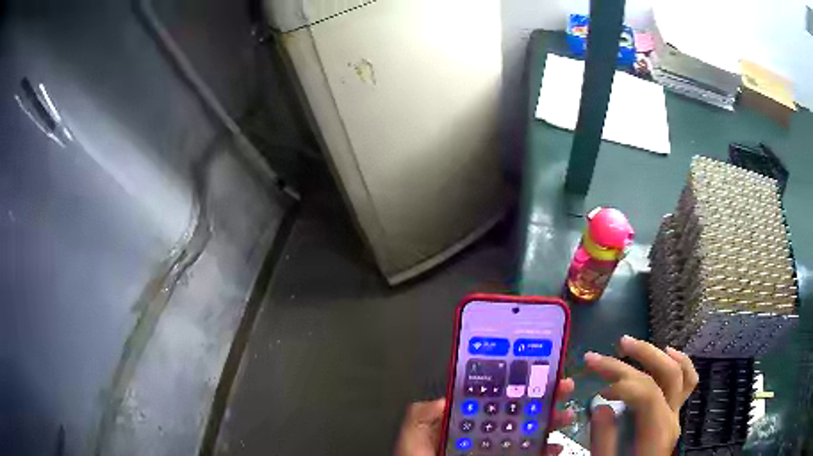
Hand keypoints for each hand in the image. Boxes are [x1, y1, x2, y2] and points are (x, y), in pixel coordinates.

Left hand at [392, 378, 575, 455]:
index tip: (534, 374)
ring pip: (529, 433)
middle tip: (564, 388)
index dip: (513, 386)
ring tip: (566, 416)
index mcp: (464, 425)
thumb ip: (421, 416)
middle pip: (517, 414)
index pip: (492, 401)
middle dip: (543, 400)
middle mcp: (484, 437)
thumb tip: (443, 399)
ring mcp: (497, 452)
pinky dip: (546, 450)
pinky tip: (556, 447)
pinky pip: (530, 455)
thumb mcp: (412, 438)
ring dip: (550, 423)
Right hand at [585, 335, 698, 455]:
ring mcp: (676, 413)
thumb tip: (601, 406)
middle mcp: (672, 417)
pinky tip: (667, 352)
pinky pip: (687, 381)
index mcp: (657, 432)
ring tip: (633, 345)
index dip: (624, 382)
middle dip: (640, 356)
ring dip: (656, 353)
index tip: (598, 388)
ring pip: (680, 371)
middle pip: (665, 374)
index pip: (648, 393)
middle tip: (614, 348)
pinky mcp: (674, 413)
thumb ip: (604, 440)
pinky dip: (679, 362)